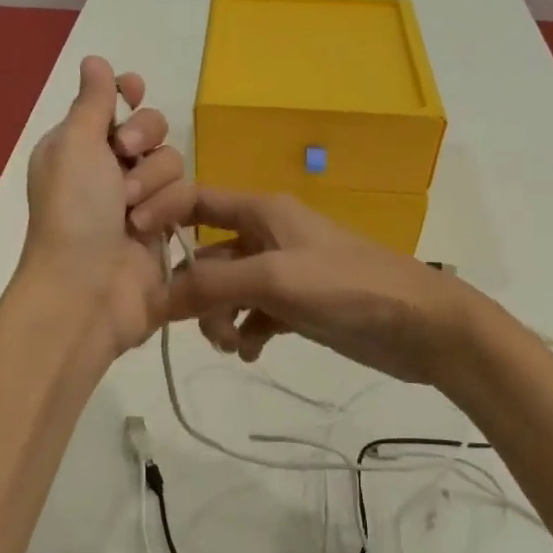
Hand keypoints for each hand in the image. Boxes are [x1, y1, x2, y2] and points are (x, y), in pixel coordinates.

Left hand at [22, 57, 195, 357]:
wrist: (88, 289)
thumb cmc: (74, 211)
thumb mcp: (75, 145)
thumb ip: (92, 101)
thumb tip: (96, 60)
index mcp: (78, 146)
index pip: (112, 105)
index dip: (127, 95)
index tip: (133, 91)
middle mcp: (108, 169)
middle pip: (152, 127)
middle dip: (144, 139)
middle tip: (126, 156)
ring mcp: (139, 200)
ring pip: (173, 162)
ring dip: (153, 183)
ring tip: (132, 213)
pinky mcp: (166, 227)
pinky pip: (185, 197)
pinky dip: (168, 209)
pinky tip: (149, 231)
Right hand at [164, 187, 479, 386]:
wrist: (420, 325)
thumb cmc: (348, 286)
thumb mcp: (275, 280)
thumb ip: (213, 286)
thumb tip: (154, 298)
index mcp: (262, 211)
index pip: (196, 201)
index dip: (161, 217)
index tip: (132, 253)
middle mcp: (267, 235)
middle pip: (208, 256)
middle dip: (196, 291)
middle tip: (199, 326)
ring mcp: (283, 271)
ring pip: (228, 289)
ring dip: (219, 318)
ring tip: (232, 345)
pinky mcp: (298, 304)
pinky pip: (253, 314)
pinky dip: (246, 332)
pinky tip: (252, 352)